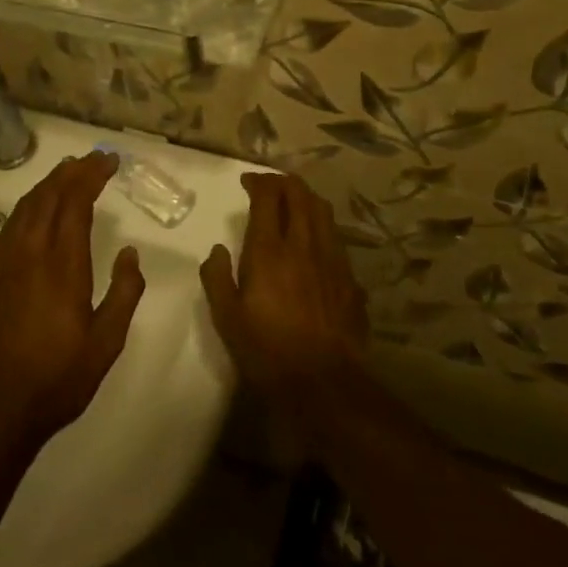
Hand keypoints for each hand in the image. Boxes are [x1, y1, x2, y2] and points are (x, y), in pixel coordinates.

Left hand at [0, 151, 145, 451]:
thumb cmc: (60, 377)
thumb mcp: (107, 342)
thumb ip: (124, 293)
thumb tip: (129, 254)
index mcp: (62, 266)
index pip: (75, 203)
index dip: (91, 175)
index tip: (109, 160)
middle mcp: (31, 254)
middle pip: (49, 196)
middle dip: (72, 171)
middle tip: (94, 158)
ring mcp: (6, 263)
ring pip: (27, 206)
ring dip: (49, 183)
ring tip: (69, 171)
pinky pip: (11, 224)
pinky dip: (29, 204)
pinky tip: (38, 207)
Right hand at [198, 173, 367, 410]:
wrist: (324, 384)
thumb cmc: (267, 351)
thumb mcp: (227, 318)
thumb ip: (216, 278)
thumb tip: (218, 250)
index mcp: (270, 251)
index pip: (268, 198)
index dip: (257, 183)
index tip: (247, 182)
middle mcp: (304, 245)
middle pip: (300, 195)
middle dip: (283, 182)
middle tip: (269, 185)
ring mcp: (332, 260)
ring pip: (323, 212)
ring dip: (306, 198)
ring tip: (294, 201)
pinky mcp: (350, 279)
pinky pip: (336, 238)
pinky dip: (322, 226)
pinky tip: (315, 240)